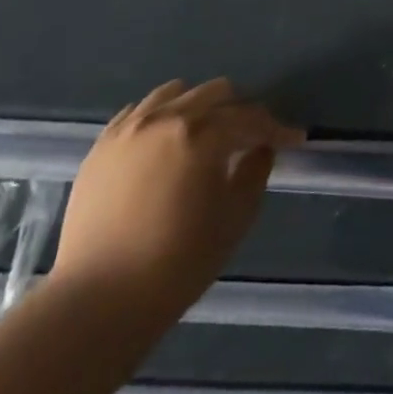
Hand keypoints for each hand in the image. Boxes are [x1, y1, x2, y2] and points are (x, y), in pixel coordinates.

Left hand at [52, 79, 302, 317]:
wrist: (98, 300)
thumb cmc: (178, 262)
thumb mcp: (235, 218)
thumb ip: (255, 172)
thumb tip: (260, 149)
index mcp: (201, 134)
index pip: (250, 118)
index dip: (277, 129)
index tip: (294, 139)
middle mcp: (165, 119)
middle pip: (216, 93)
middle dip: (241, 111)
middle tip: (252, 138)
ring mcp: (128, 129)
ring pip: (176, 94)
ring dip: (201, 107)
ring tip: (208, 134)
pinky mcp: (101, 147)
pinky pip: (139, 112)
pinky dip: (162, 117)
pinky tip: (168, 142)